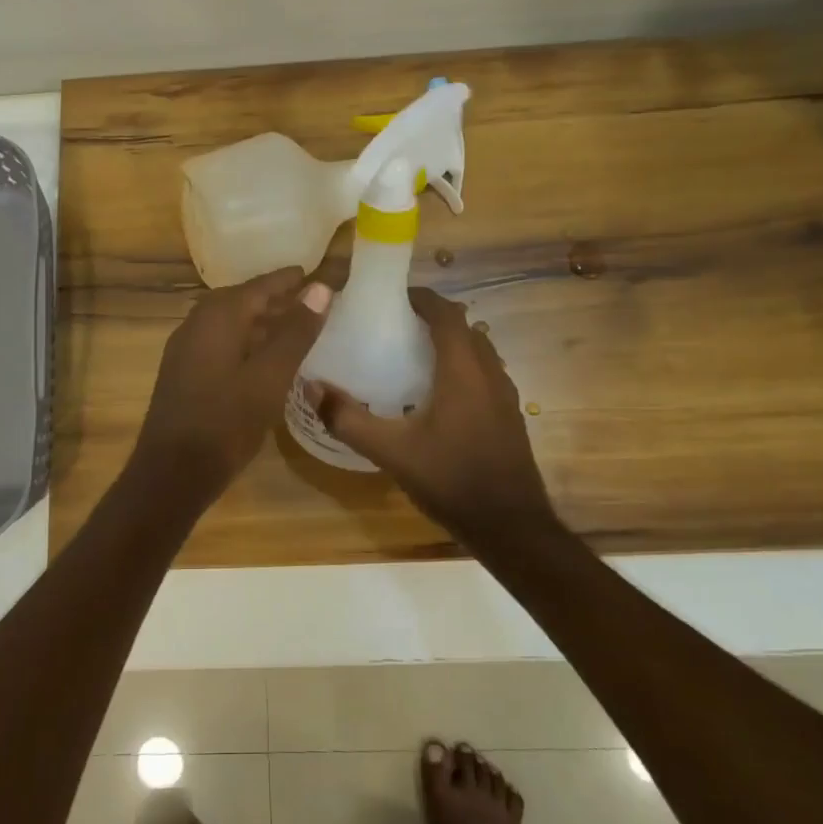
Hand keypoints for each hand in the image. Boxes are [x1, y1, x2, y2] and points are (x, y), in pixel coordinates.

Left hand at [133, 268, 332, 497]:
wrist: (171, 473)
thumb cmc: (226, 422)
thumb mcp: (270, 377)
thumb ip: (295, 332)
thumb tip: (320, 288)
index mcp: (217, 317)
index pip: (258, 286)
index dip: (286, 280)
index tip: (311, 272)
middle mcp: (196, 324)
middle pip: (240, 301)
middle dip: (273, 299)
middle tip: (306, 299)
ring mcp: (185, 350)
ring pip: (228, 323)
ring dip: (259, 322)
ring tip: (291, 327)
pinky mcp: (183, 373)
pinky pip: (219, 343)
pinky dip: (244, 341)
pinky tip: (262, 359)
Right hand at [309, 287, 552, 535]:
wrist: (510, 526)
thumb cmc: (451, 479)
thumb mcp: (391, 451)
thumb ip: (348, 419)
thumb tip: (312, 387)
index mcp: (464, 370)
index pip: (447, 314)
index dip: (421, 298)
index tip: (392, 297)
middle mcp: (490, 373)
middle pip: (465, 327)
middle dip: (433, 318)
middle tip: (395, 325)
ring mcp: (505, 395)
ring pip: (478, 351)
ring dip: (450, 343)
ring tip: (412, 355)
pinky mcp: (509, 416)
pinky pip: (485, 374)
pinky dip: (462, 367)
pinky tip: (437, 396)